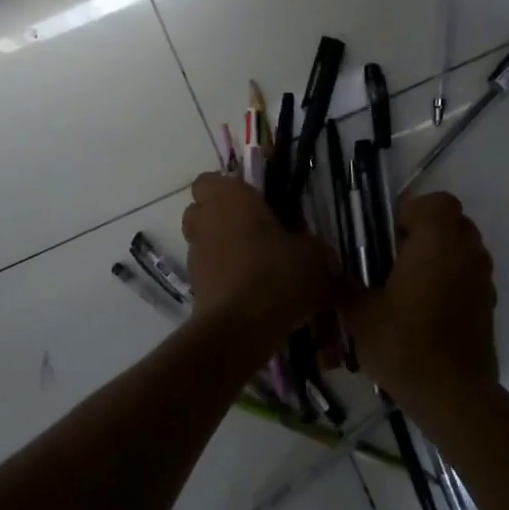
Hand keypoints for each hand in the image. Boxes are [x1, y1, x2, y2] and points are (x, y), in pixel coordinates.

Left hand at [181, 173, 331, 347]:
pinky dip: (225, 277)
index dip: (229, 188)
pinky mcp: (195, 287)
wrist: (240, 329)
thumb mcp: (314, 255)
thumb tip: (311, 249)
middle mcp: (205, 222)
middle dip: (223, 218)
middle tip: (256, 231)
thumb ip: (311, 244)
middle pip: (202, 211)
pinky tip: (253, 292)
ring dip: (224, 249)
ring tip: (257, 266)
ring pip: (205, 242)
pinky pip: (210, 272)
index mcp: (230, 199)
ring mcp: (196, 256)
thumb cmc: (278, 275)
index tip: (256, 202)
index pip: (209, 180)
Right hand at [343, 192, 499, 414]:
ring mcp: (483, 279)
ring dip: (442, 254)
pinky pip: (471, 275)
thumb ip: (342, 285)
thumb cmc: (404, 345)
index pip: (438, 202)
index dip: (413, 211)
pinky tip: (428, 309)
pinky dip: (453, 279)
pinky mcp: (489, 305)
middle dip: (427, 231)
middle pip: (454, 221)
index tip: (390, 237)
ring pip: (466, 248)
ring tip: (411, 283)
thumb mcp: (360, 315)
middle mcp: (466, 253)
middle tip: (397, 257)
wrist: (452, 394)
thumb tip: (324, 266)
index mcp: (437, 243)